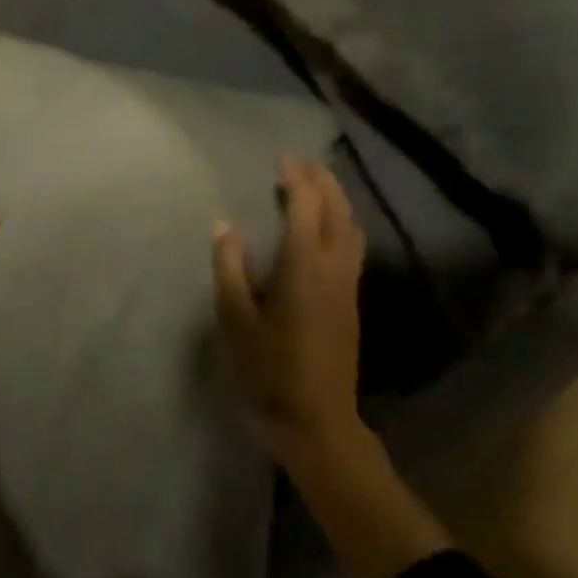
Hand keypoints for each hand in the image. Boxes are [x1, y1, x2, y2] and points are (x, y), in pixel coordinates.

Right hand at [213, 158, 366, 465]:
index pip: (306, 206)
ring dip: (336, 198)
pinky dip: (341, 220)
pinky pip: (352, 243)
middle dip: (322, 179)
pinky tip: (324, 226)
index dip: (296, 178)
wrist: (317, 418)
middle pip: (337, 209)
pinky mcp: (351, 299)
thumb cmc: (269, 369)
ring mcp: (348, 283)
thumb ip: (229, 268)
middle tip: (299, 162)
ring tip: (314, 185)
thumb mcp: (236, 319)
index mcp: (304, 265)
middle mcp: (334, 266)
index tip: (280, 159)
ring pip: (351, 226)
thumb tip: (225, 226)